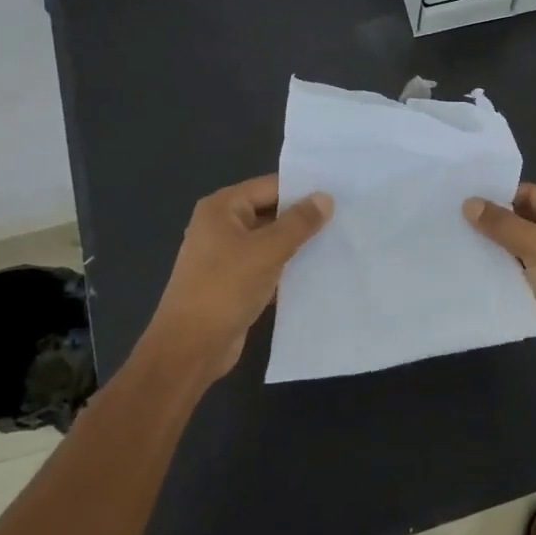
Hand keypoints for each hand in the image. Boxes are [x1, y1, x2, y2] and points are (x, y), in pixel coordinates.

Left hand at [146, 174, 332, 380]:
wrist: (190, 347)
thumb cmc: (225, 288)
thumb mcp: (267, 250)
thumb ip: (298, 223)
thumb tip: (325, 197)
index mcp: (222, 208)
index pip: (270, 186)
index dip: (303, 190)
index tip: (340, 195)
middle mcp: (221, 226)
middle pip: (270, 212)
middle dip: (303, 218)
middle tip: (345, 218)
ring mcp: (226, 256)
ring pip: (270, 241)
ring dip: (298, 245)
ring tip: (338, 242)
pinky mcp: (234, 282)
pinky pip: (267, 265)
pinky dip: (287, 267)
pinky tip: (318, 271)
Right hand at [463, 183, 535, 387]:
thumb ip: (504, 224)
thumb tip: (469, 203)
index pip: (533, 195)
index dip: (502, 194)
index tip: (466, 195)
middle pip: (523, 220)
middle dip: (493, 220)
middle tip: (452, 216)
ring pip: (516, 248)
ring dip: (491, 245)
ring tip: (453, 237)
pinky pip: (514, 273)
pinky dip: (495, 269)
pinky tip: (467, 265)